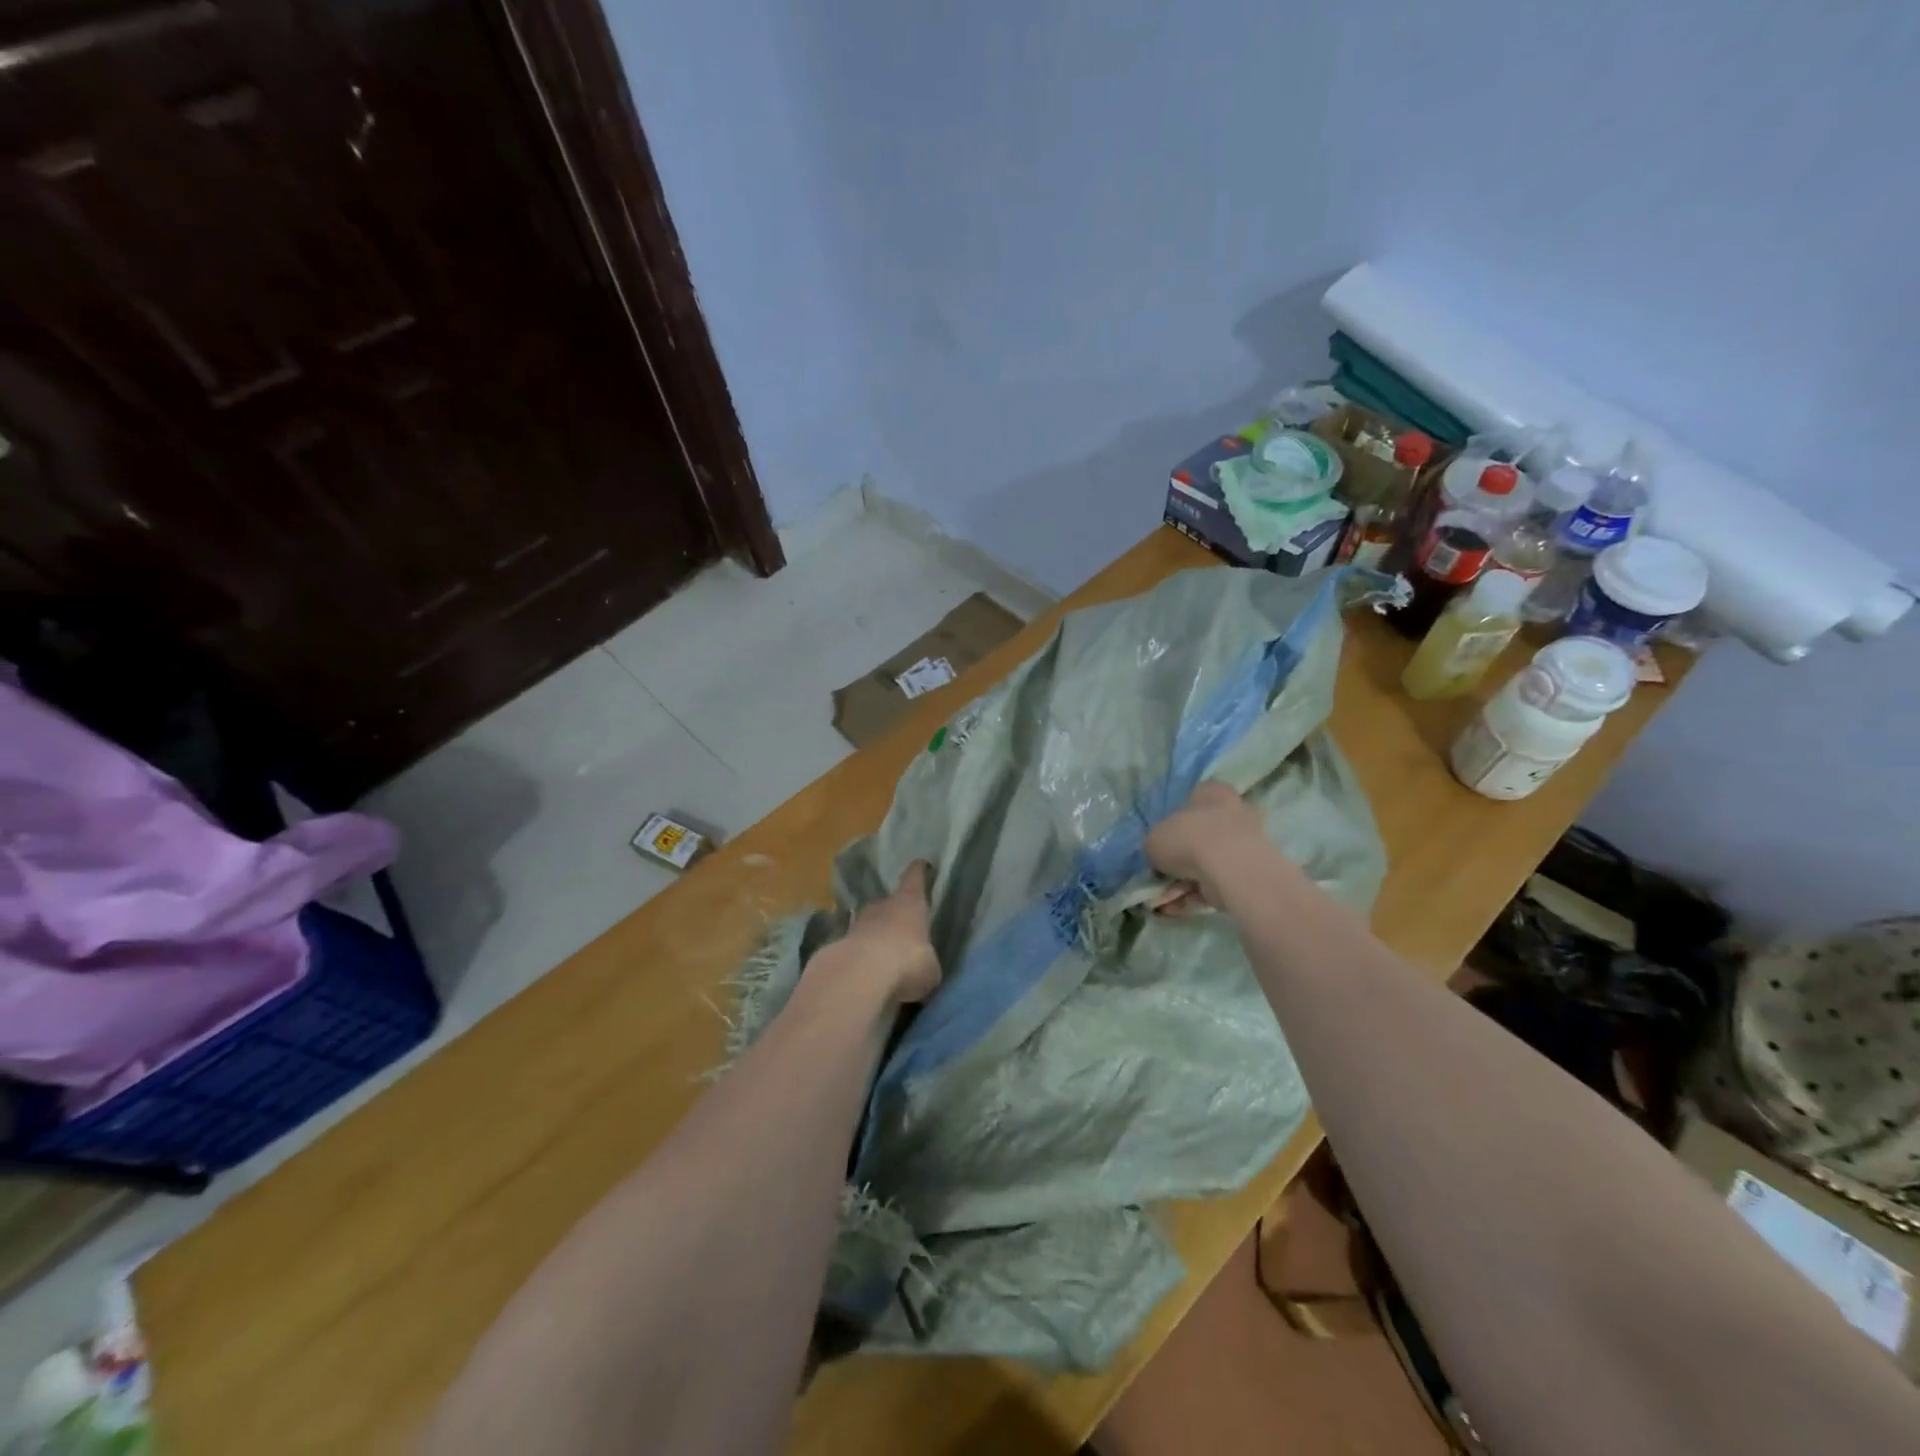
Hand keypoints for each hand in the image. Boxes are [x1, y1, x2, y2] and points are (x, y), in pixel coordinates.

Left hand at [835, 860, 942, 1004]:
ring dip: (874, 934)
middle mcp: (882, 905)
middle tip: (901, 926)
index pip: (915, 877)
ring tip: (882, 952)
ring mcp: (857, 923)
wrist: (858, 975)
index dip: (919, 871)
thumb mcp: (929, 969)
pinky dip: (860, 955)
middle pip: (888, 901)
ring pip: (868, 923)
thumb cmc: (906, 962)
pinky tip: (865, 971)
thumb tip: (924, 967)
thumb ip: (927, 963)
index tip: (921, 864)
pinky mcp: (838, 945)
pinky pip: (855, 946)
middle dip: (894, 912)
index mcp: (910, 902)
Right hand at [1145, 781, 1267, 910]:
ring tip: (1157, 901)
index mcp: (1213, 793)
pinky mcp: (1246, 876)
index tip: (1160, 839)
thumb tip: (1159, 855)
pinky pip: (1213, 885)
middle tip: (1157, 873)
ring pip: (1205, 865)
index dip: (1174, 819)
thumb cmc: (1189, 838)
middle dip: (1178, 858)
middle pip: (1199, 836)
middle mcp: (1232, 815)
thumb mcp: (1154, 837)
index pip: (1194, 799)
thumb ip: (1155, 843)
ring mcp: (1242, 847)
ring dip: (1180, 883)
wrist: (1230, 869)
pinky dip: (1192, 897)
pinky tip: (1170, 910)